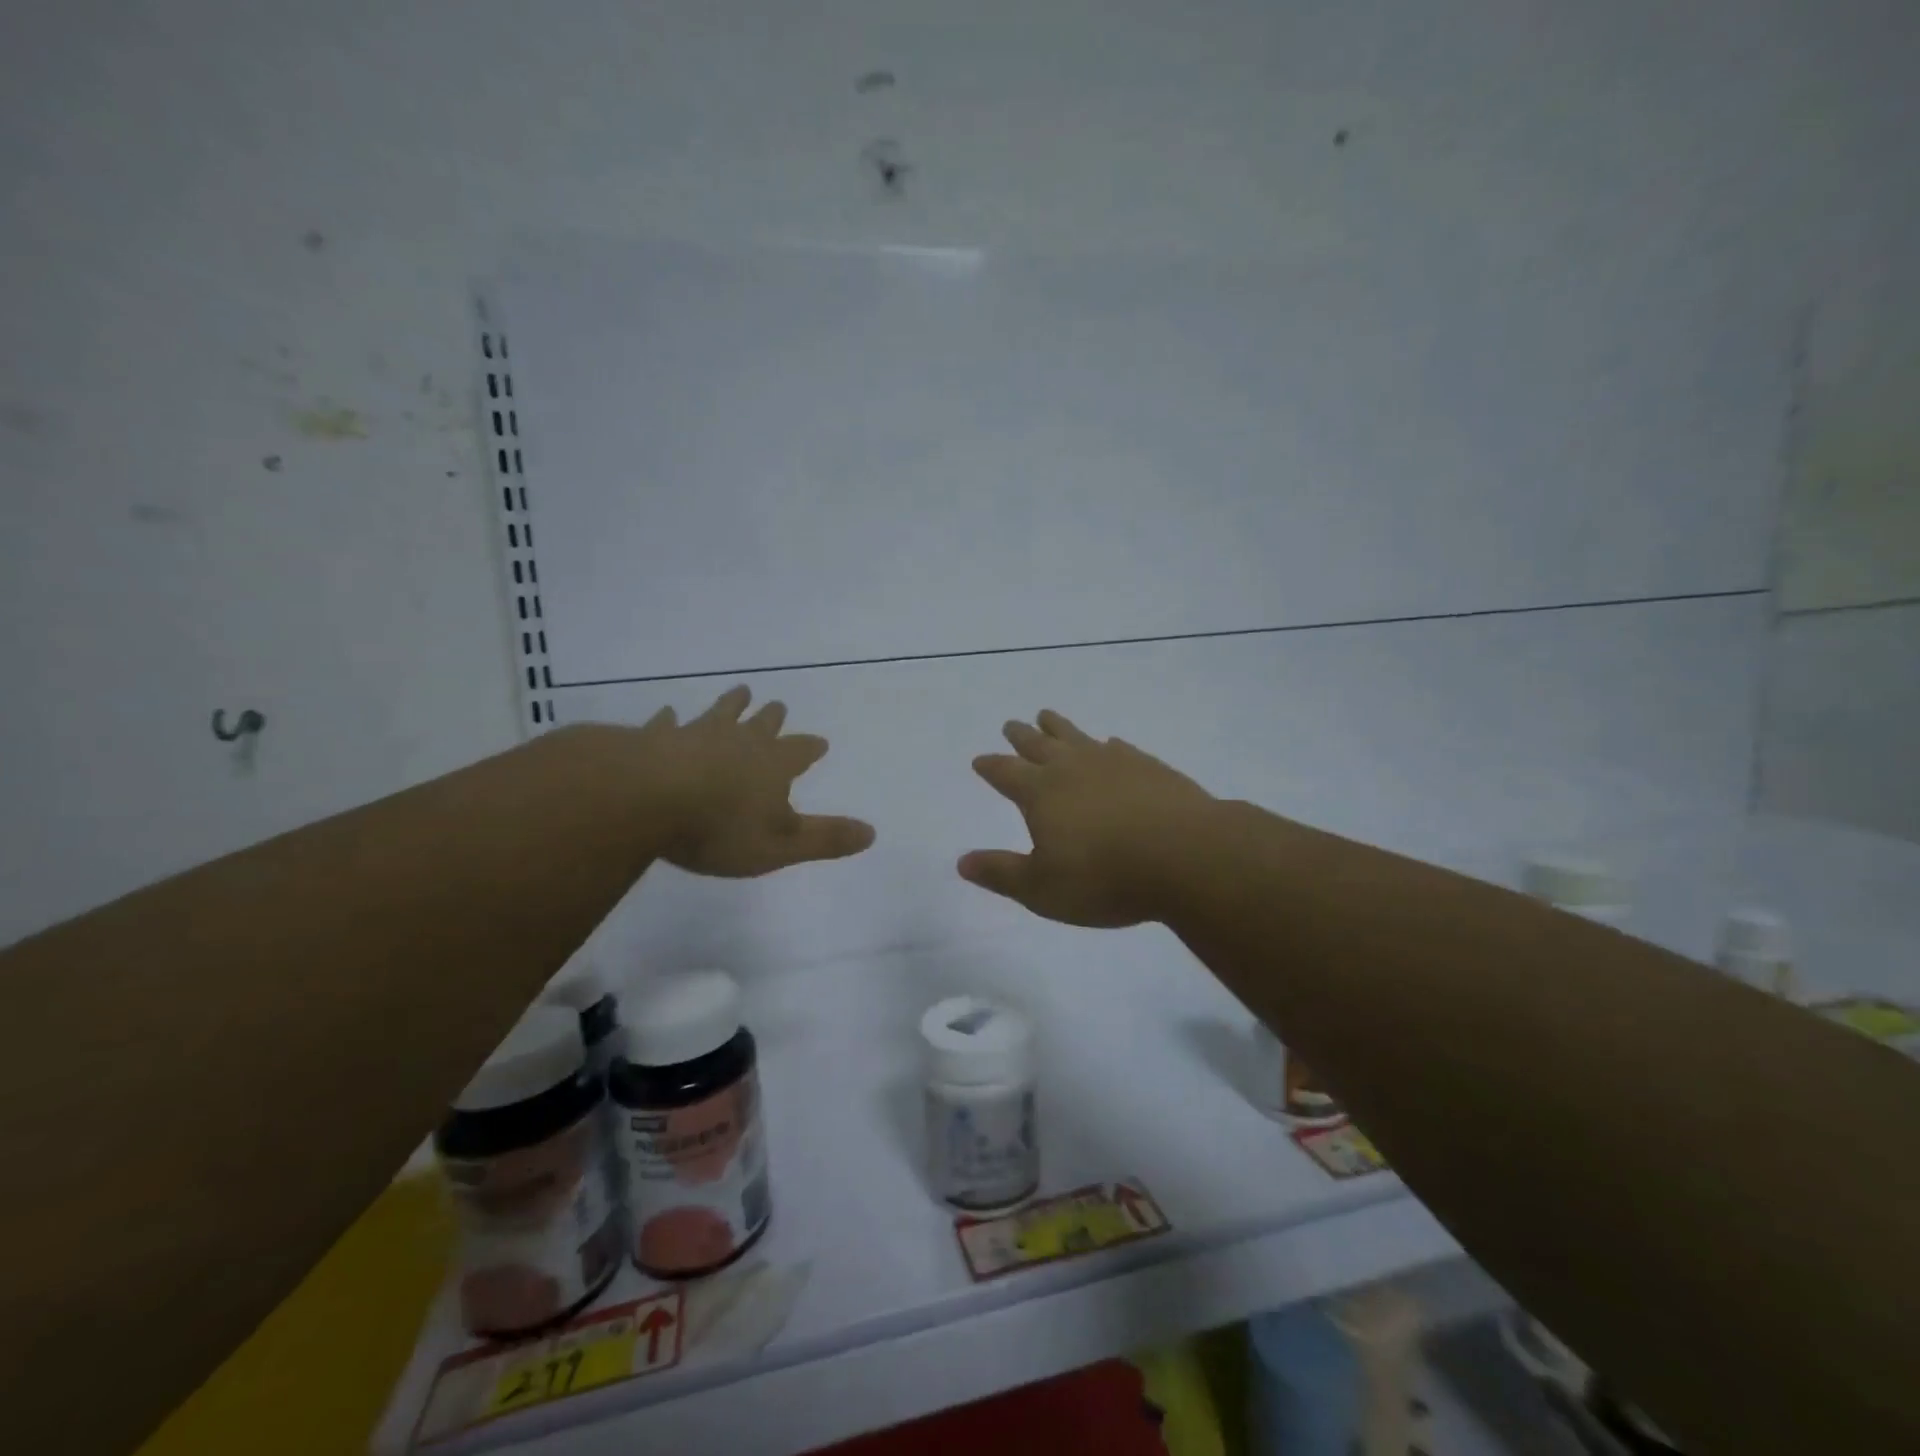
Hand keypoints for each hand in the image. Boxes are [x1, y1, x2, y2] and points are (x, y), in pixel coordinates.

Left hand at [637, 686, 874, 876]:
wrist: (646, 799)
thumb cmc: (720, 827)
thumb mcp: (781, 845)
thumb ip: (825, 839)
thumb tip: (872, 832)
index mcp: (773, 765)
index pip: (800, 751)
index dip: (811, 748)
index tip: (820, 742)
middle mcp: (740, 742)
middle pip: (762, 724)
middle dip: (773, 717)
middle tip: (778, 705)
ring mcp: (697, 735)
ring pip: (721, 713)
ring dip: (732, 704)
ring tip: (740, 691)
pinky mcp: (657, 739)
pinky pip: (667, 725)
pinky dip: (670, 720)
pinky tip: (668, 714)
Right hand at [958, 710, 1214, 926]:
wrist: (1186, 855)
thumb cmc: (1104, 877)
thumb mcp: (1041, 888)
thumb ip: (1001, 873)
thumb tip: (962, 862)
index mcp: (1040, 792)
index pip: (1005, 772)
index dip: (990, 766)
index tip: (980, 759)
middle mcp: (1072, 767)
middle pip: (1038, 745)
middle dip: (1020, 736)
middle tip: (1011, 724)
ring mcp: (1112, 762)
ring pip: (1076, 736)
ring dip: (1058, 727)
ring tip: (1047, 715)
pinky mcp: (1148, 766)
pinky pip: (1118, 748)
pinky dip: (1106, 745)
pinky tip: (1110, 745)